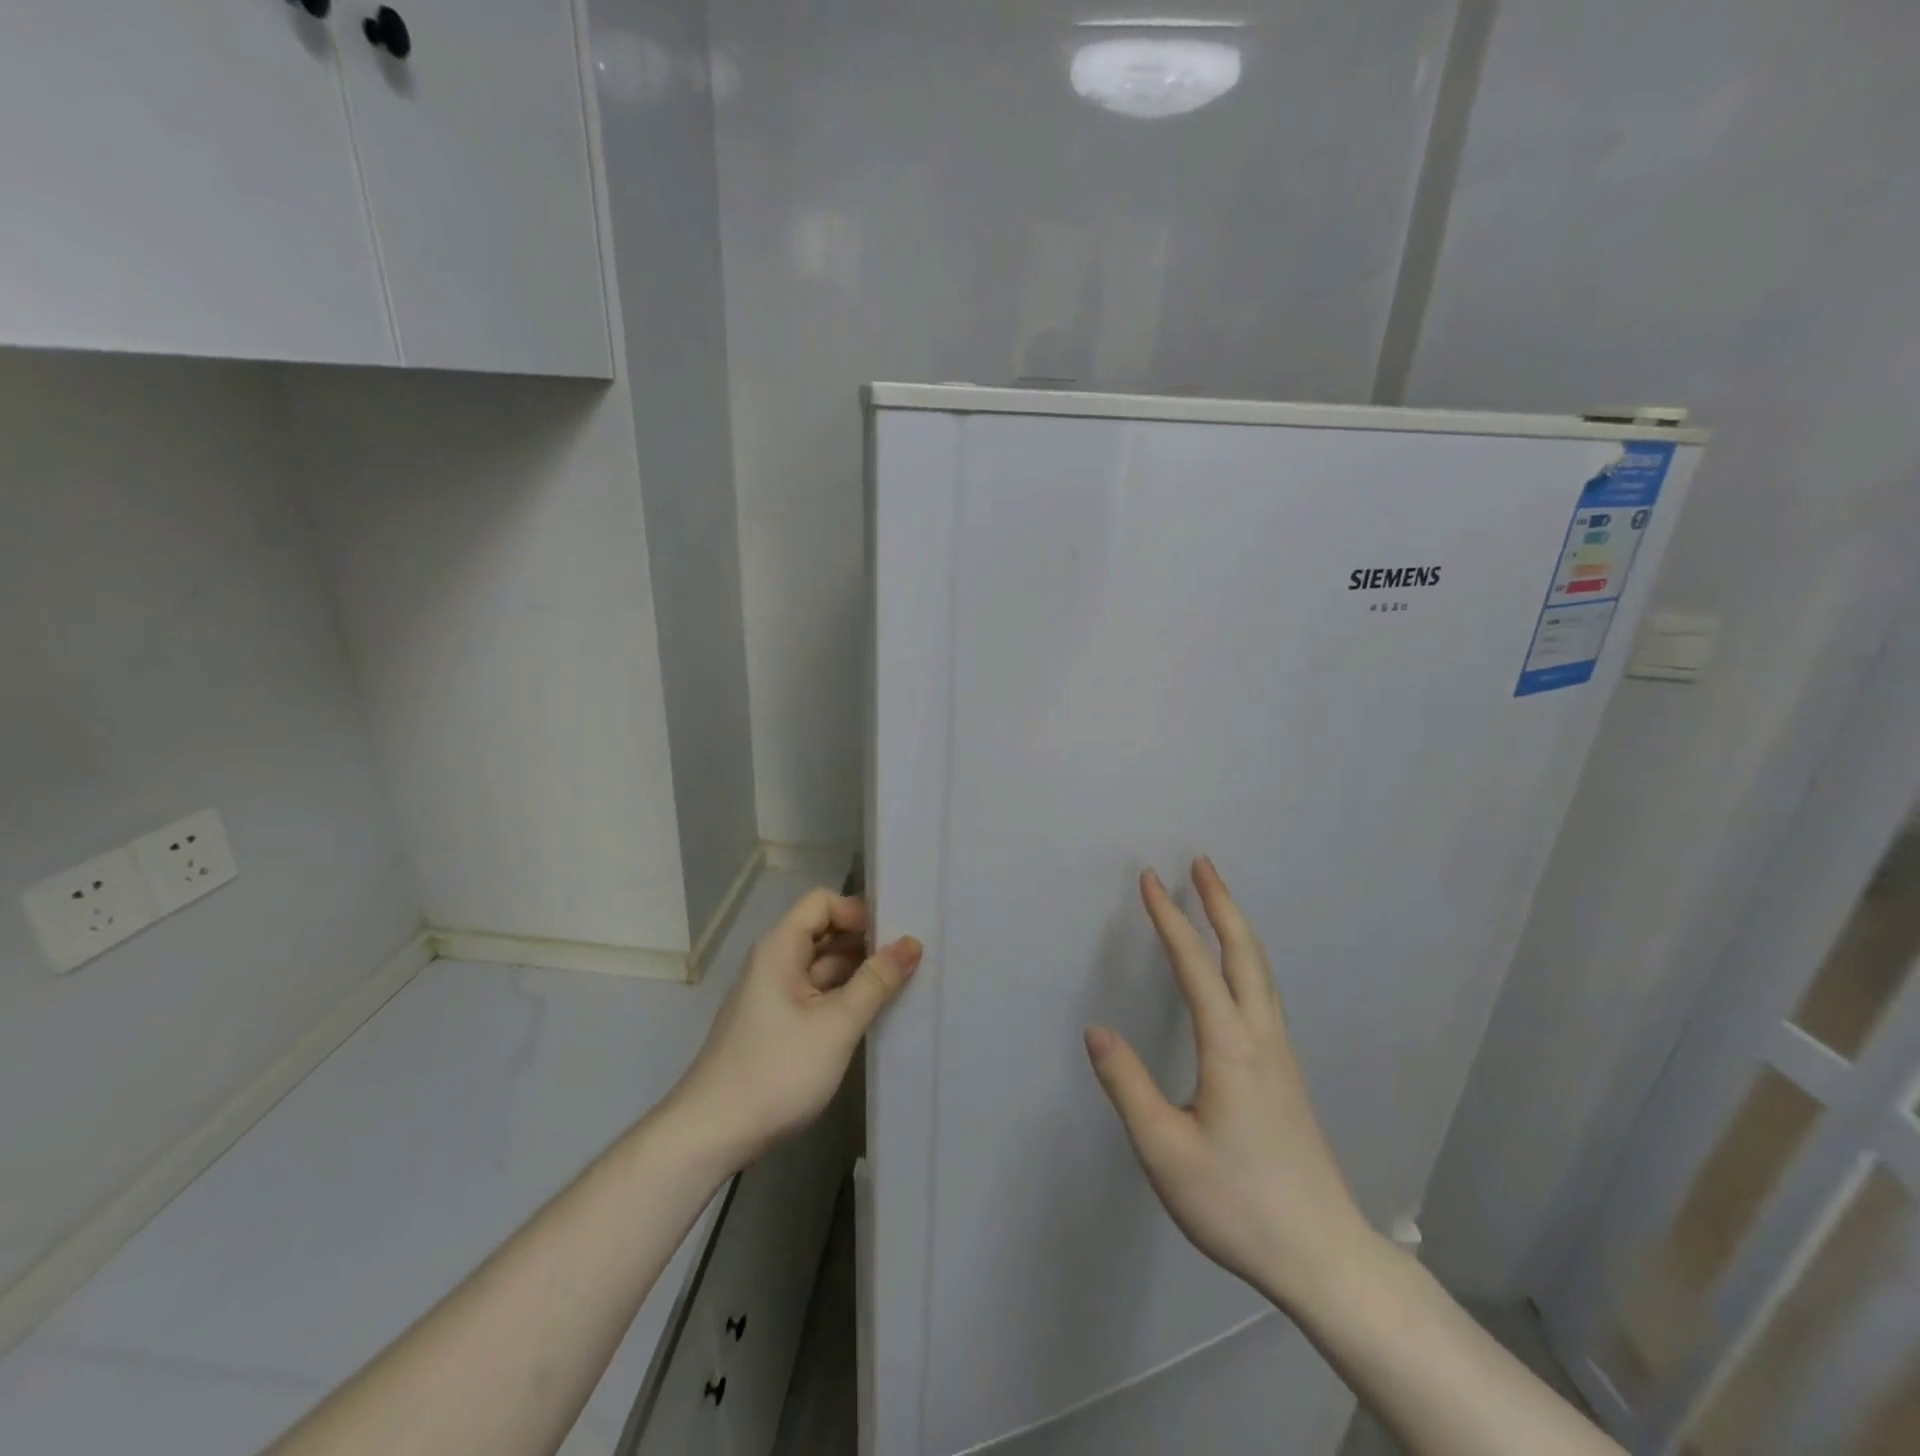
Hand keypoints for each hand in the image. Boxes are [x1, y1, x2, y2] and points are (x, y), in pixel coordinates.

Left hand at [671, 888, 921, 1168]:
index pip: (822, 903)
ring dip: (857, 973)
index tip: (894, 934)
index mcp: (780, 948)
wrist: (710, 1134)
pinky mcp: (775, 1026)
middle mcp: (774, 963)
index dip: (858, 911)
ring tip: (902, 984)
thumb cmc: (775, 1070)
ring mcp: (773, 996)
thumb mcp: (835, 1024)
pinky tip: (871, 1015)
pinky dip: (842, 998)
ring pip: (822, 968)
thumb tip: (912, 942)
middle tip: (911, 958)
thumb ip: (876, 982)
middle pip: (824, 933)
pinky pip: (815, 996)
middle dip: (865, 942)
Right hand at [1085, 857, 1375, 1308]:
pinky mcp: (1286, 1074)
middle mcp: (1261, 1038)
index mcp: (1230, 1047)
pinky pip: (1264, 994)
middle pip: (1244, 953)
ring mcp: (1281, 1055)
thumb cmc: (1238, 1204)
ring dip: (1236, 927)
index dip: (1170, 919)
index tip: (1149, 879)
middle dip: (1220, 902)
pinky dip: (1245, 959)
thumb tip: (1097, 1030)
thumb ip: (1128, 1086)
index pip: (1194, 965)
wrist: (1324, 1256)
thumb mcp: (1165, 1152)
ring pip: (1260, 972)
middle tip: (1201, 862)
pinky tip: (1236, 971)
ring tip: (1216, 899)